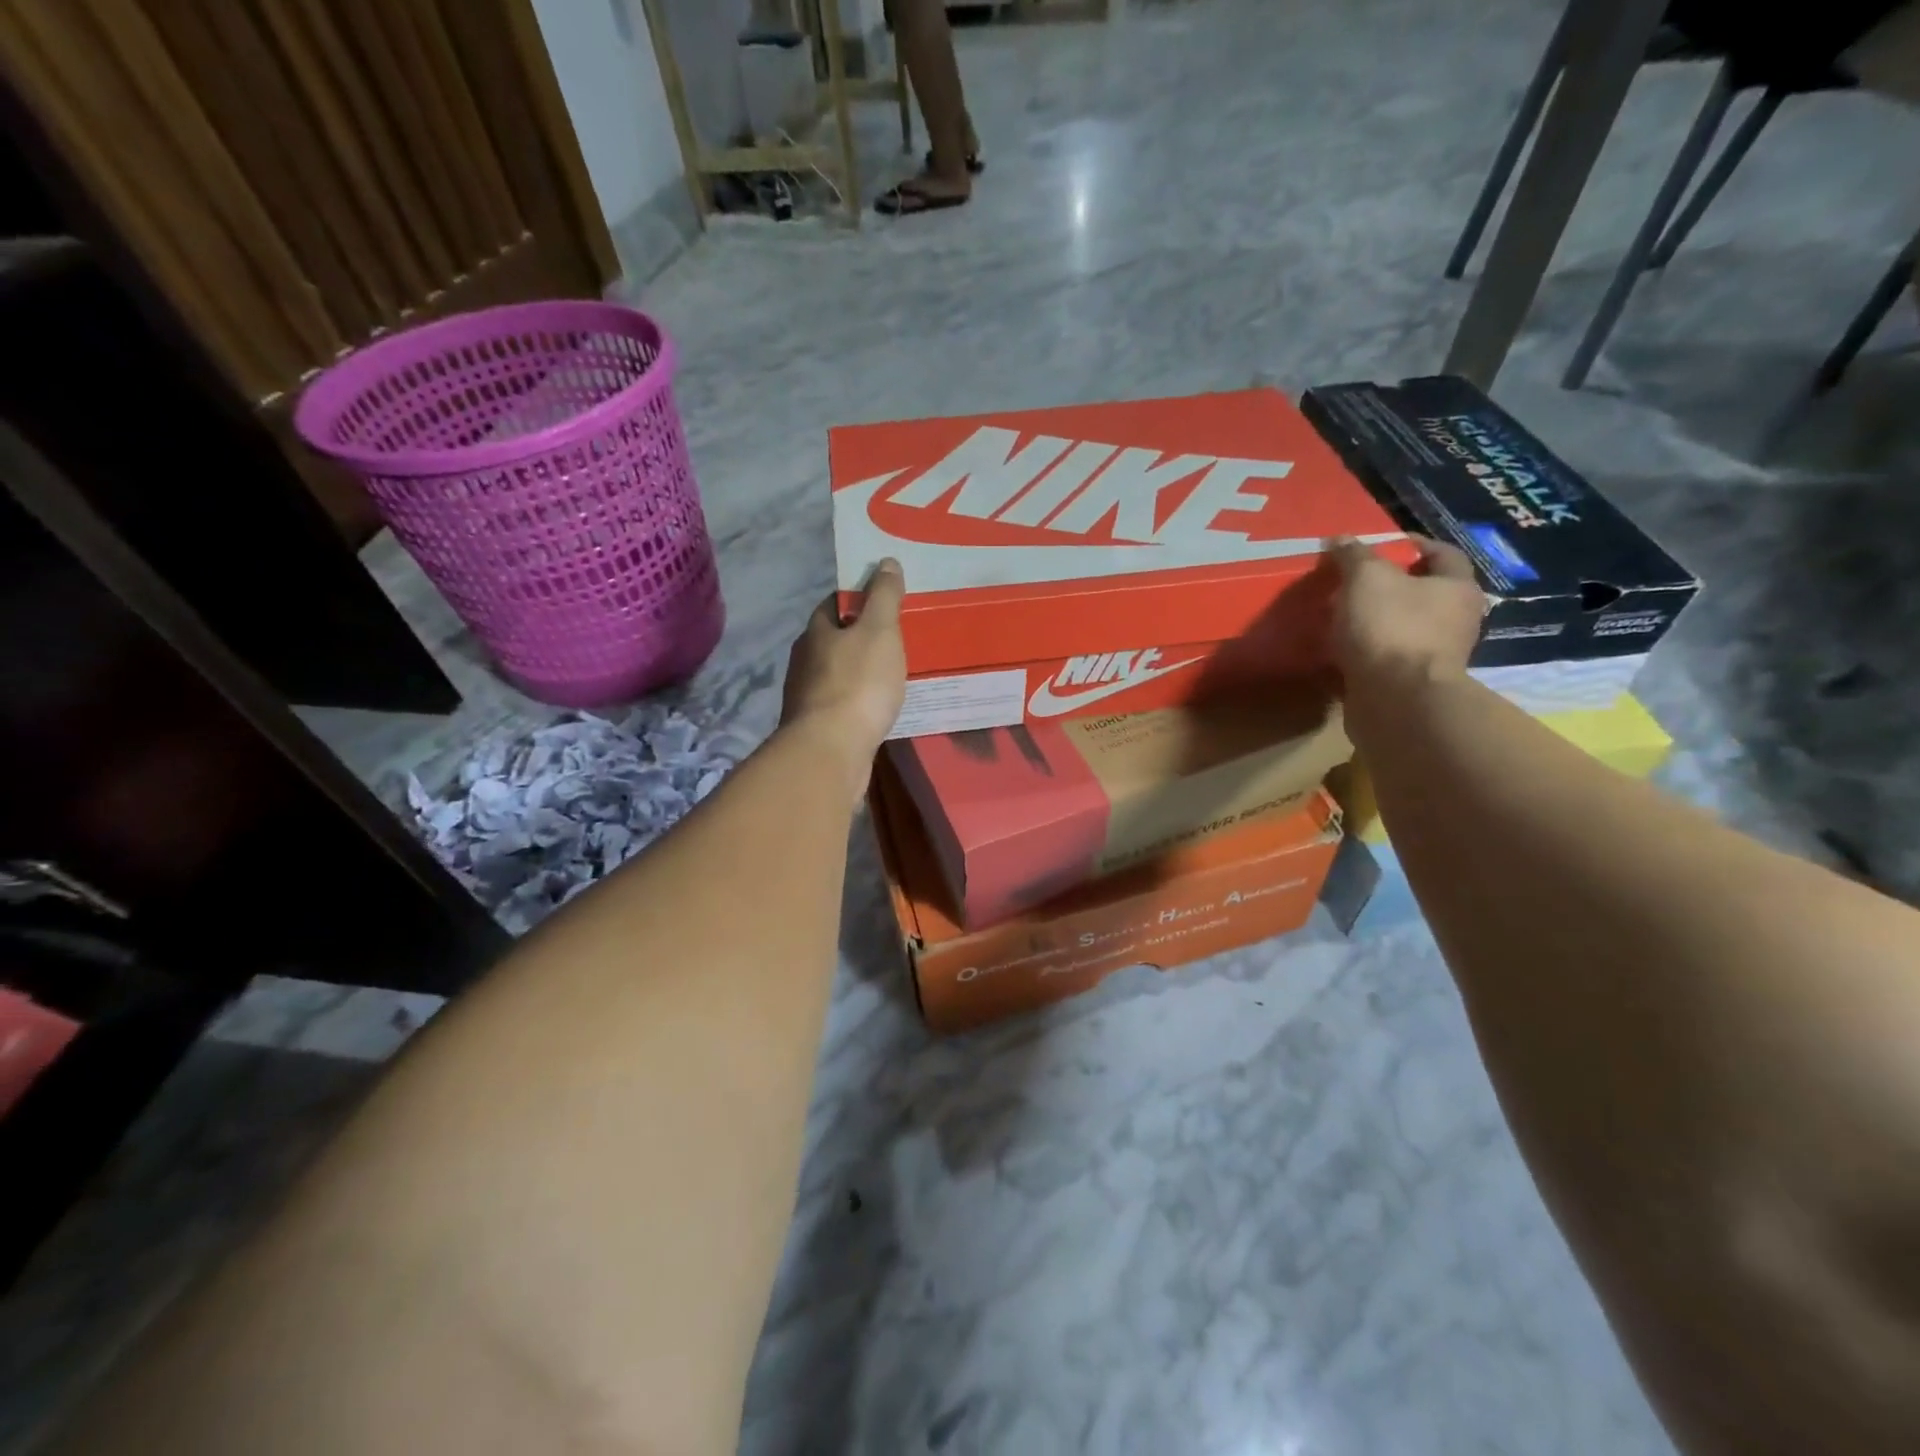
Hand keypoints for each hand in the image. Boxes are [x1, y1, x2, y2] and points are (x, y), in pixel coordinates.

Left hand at [780, 559, 907, 804]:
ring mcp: (806, 697)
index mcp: (816, 632)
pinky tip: (875, 709)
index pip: (833, 604)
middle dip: (858, 638)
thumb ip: (884, 597)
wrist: (831, 751)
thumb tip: (885, 562)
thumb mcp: (879, 632)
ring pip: (835, 674)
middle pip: (832, 640)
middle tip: (893, 640)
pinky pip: (840, 704)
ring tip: (889, 676)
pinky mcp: (815, 727)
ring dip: (857, 672)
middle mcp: (804, 660)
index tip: (883, 603)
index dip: (857, 599)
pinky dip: (857, 702)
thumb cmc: (858, 684)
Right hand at [1328, 535, 1484, 693]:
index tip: (1377, 544)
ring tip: (1338, 615)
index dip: (1411, 544)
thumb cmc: (1391, 628)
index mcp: (1457, 587)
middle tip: (1350, 580)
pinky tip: (1337, 648)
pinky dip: (1364, 650)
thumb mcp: (1366, 579)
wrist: (1396, 700)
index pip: (1441, 553)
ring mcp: (1434, 655)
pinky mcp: (1409, 683)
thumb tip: (1340, 539)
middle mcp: (1455, 620)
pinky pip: (1385, 657)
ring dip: (1373, 620)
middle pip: (1422, 592)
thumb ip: (1353, 556)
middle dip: (1388, 585)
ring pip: (1402, 626)